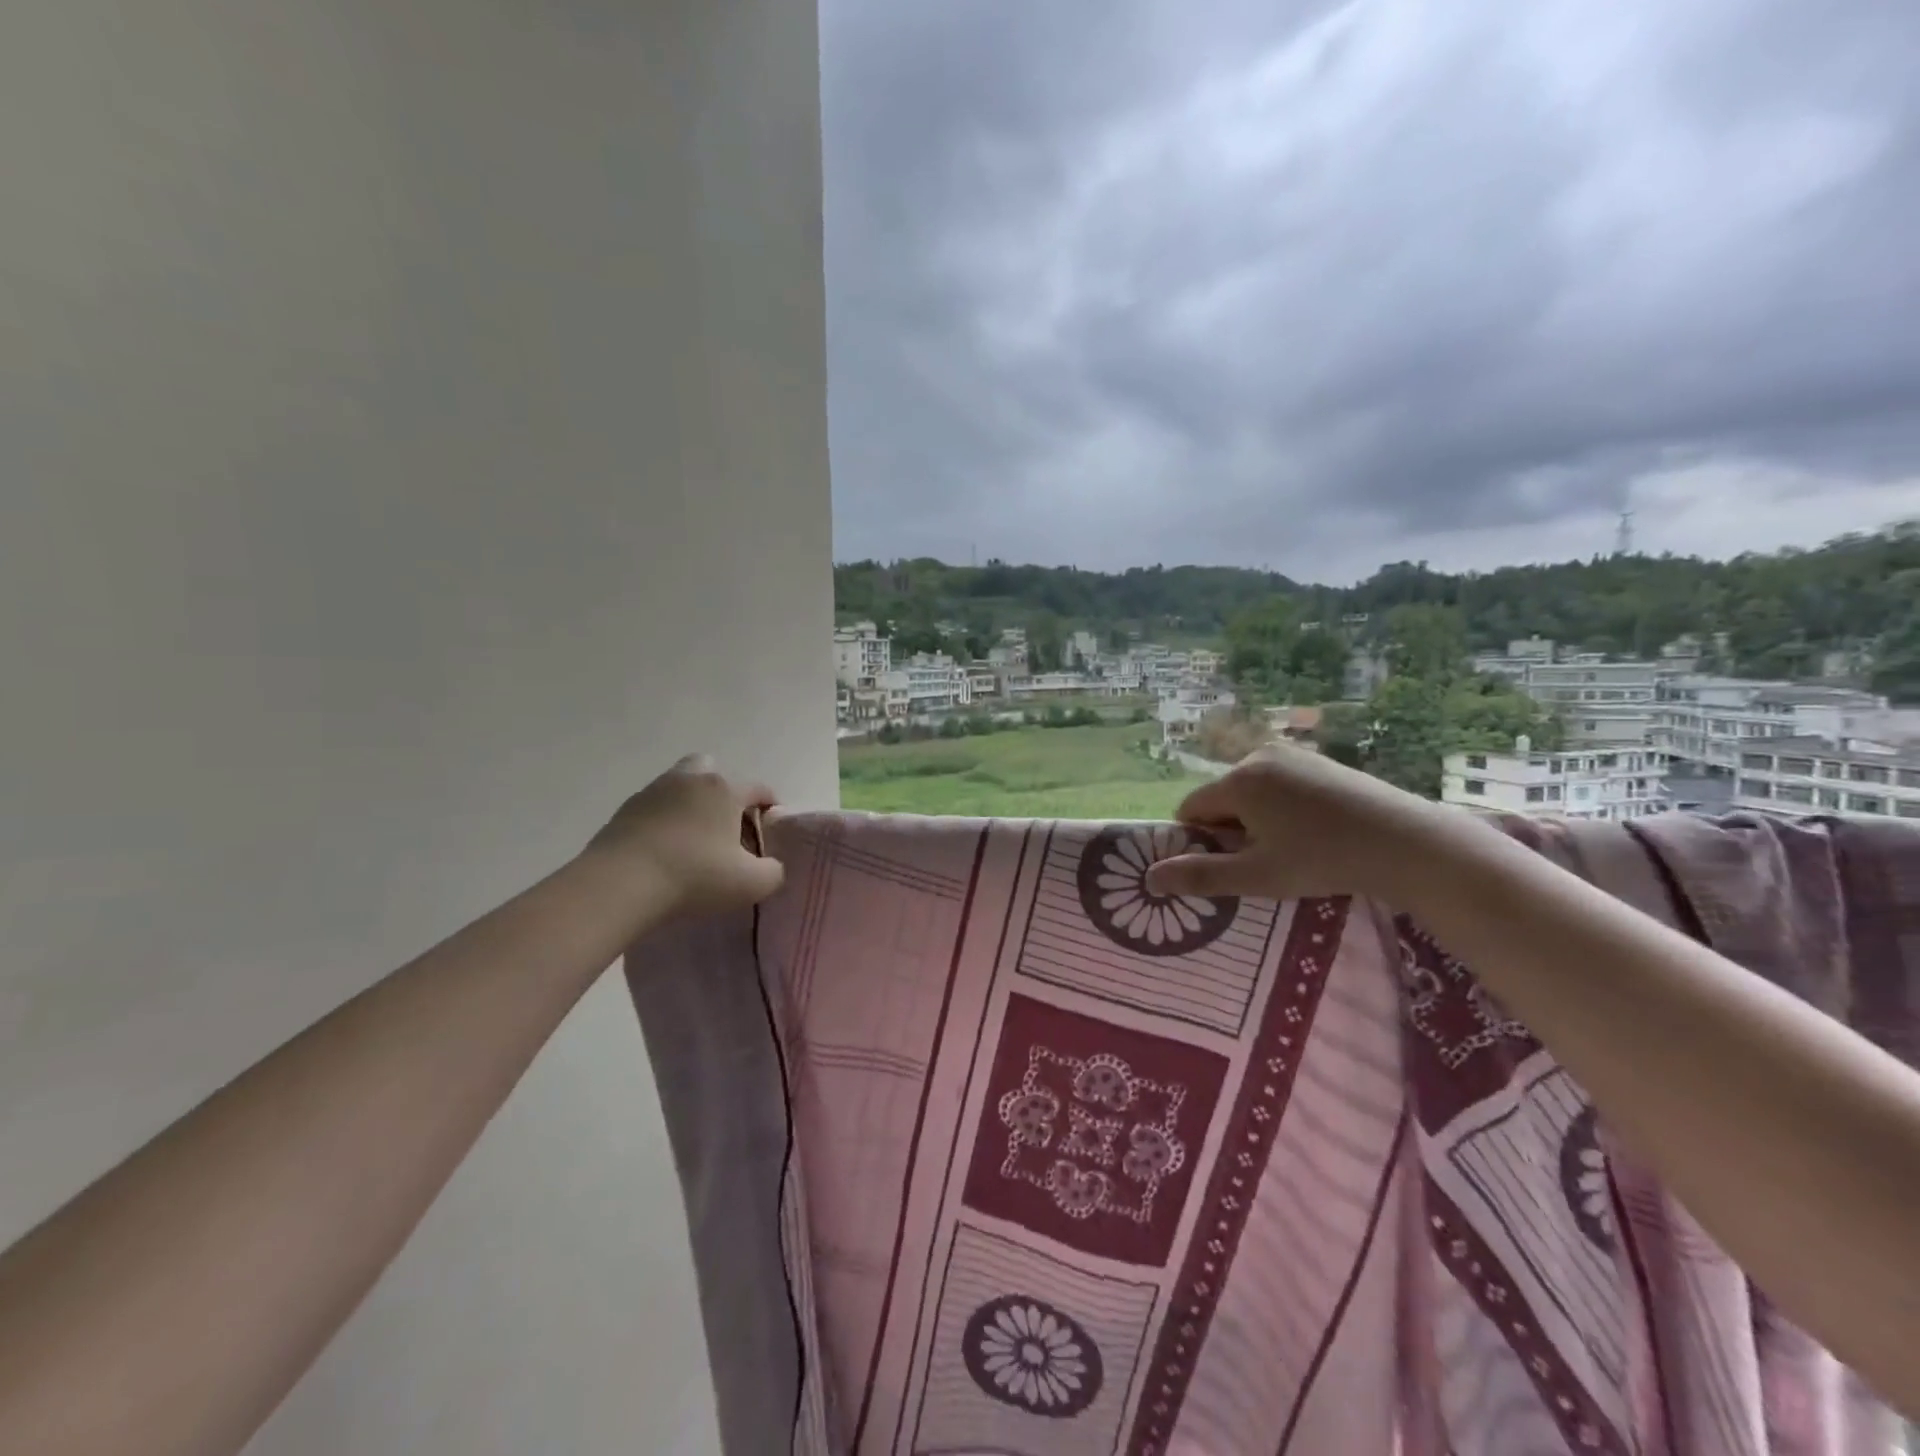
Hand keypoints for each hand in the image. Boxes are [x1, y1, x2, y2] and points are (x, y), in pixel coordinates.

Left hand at [581, 755, 784, 919]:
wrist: (620, 884)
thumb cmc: (695, 876)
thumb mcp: (751, 883)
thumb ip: (773, 872)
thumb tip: (771, 865)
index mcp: (725, 789)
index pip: (758, 788)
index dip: (770, 806)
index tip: (771, 830)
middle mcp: (690, 779)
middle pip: (712, 769)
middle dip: (723, 791)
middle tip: (726, 825)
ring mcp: (653, 791)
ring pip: (680, 786)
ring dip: (690, 805)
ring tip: (694, 841)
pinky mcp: (625, 811)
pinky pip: (654, 808)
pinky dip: (664, 822)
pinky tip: (665, 851)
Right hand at [1144, 744, 1470, 904]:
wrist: (1405, 842)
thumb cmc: (1323, 860)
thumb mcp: (1257, 876)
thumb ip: (1201, 876)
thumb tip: (1149, 879)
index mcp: (1237, 780)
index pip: (1190, 809)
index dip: (1200, 841)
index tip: (1230, 865)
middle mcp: (1257, 756)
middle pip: (1220, 798)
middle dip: (1230, 829)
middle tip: (1265, 861)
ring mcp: (1291, 754)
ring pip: (1249, 792)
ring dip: (1256, 820)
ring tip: (1292, 849)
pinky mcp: (1318, 760)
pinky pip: (1278, 783)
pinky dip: (1281, 807)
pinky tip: (1313, 831)